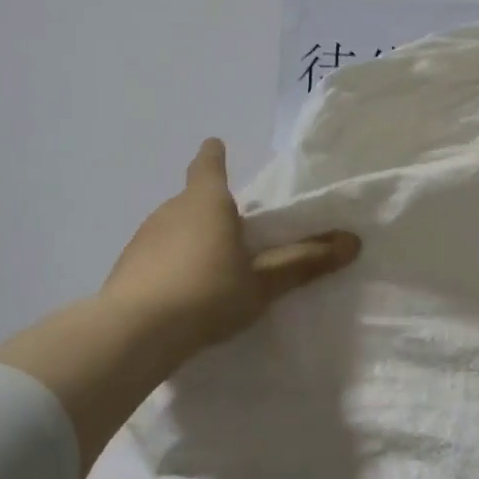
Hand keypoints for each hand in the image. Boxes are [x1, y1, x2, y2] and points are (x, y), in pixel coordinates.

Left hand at [104, 138, 359, 359]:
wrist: (135, 332)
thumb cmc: (209, 293)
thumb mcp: (263, 282)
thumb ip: (304, 262)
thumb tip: (352, 241)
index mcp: (206, 202)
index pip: (208, 165)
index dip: (214, 155)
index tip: (216, 146)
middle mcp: (170, 210)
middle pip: (194, 200)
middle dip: (213, 211)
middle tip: (236, 235)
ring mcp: (143, 237)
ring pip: (174, 228)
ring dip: (192, 240)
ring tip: (212, 270)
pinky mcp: (126, 267)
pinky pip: (157, 256)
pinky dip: (171, 265)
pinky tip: (182, 295)